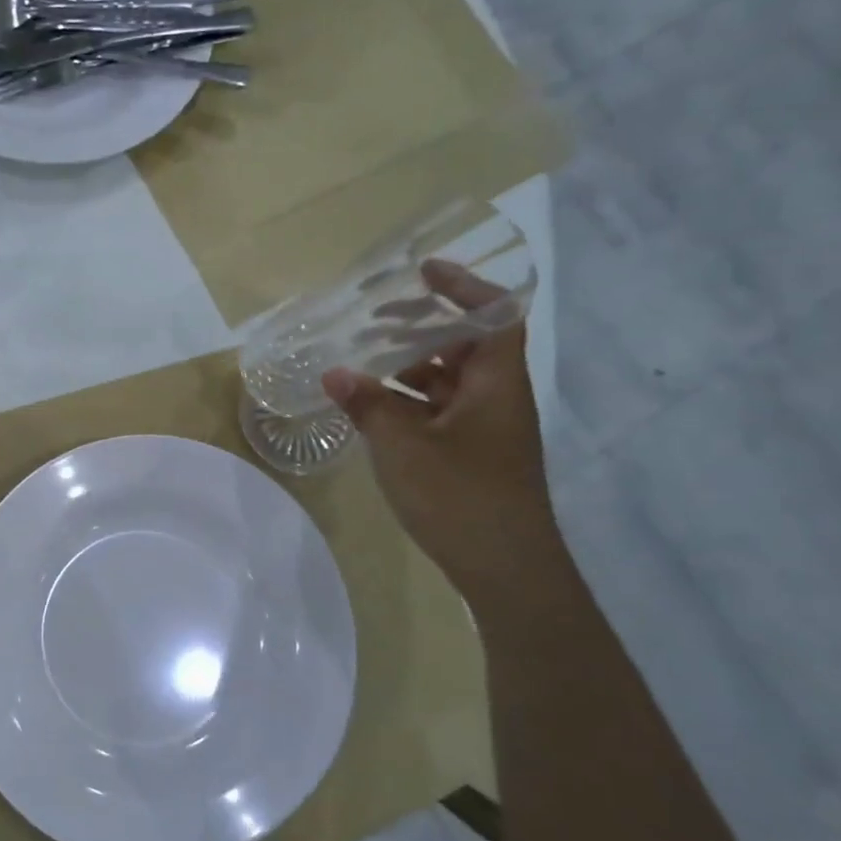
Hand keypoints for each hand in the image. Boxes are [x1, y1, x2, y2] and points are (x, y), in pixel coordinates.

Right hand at [321, 260, 561, 602]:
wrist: (506, 570)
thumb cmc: (461, 497)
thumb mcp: (403, 447)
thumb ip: (367, 405)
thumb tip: (334, 372)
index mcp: (496, 383)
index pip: (494, 315)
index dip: (463, 287)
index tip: (422, 271)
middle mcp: (497, 398)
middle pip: (466, 345)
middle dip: (423, 327)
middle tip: (376, 318)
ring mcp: (486, 430)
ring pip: (449, 381)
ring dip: (410, 367)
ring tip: (363, 360)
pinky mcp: (472, 456)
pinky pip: (439, 412)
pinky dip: (409, 402)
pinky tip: (372, 408)